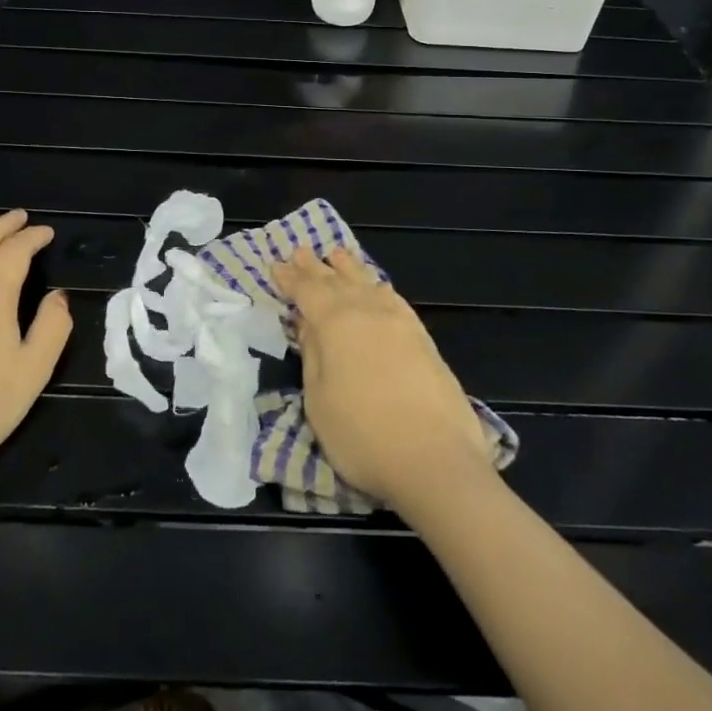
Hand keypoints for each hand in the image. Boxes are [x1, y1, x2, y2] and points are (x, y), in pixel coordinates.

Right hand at [270, 247, 491, 511]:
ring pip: (367, 283)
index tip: (275, 264)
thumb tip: (308, 323)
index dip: (289, 278)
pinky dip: (377, 285)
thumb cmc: (363, 435)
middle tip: (300, 250)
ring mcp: (400, 322)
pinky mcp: (423, 338)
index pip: (307, 291)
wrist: (436, 459)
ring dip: (348, 268)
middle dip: (315, 267)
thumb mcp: (319, 399)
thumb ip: (313, 355)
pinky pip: (392, 297)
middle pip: (336, 281)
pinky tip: (376, 286)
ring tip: (336, 254)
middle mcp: (368, 311)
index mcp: (336, 323)